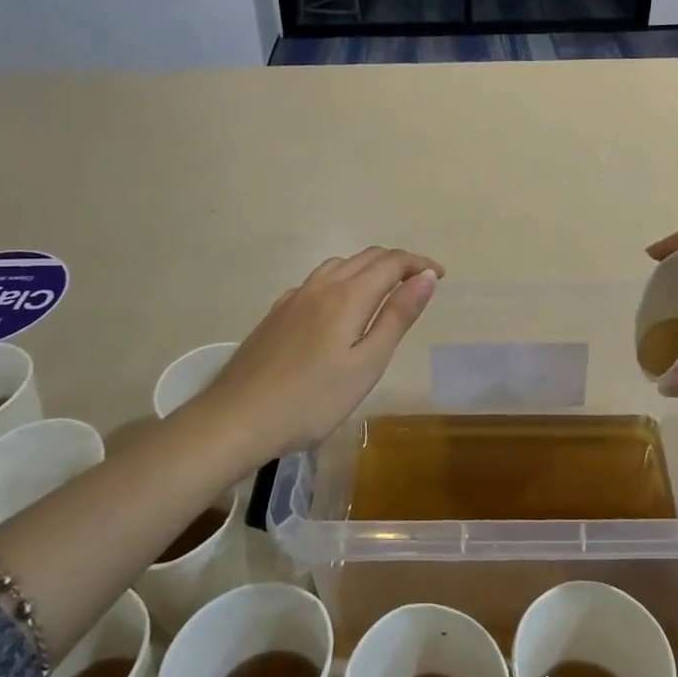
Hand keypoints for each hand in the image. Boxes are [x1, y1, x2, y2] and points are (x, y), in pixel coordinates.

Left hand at [186, 247, 443, 463]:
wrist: (237, 419)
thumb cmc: (312, 399)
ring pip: (339, 265)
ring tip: (385, 291)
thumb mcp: (367, 364)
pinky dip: (342, 280)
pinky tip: (338, 307)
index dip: (419, 263)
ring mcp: (294, 298)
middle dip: (398, 262)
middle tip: (420, 283)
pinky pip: (317, 282)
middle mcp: (321, 286)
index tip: (440, 275)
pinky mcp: (276, 314)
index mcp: (348, 296)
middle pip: (366, 257)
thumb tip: (426, 277)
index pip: (392, 262)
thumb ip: (397, 317)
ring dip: (369, 268)